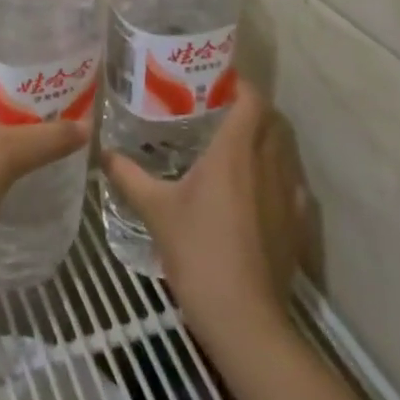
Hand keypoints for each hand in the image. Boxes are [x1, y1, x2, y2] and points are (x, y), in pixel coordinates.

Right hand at [101, 81, 305, 347]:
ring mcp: (287, 193)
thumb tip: (103, 152)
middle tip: (217, 111)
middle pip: (269, 119)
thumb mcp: (156, 211)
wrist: (244, 319)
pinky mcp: (296, 223)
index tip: (217, 80)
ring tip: (234, 147)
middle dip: (249, 109)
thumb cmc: (198, 252)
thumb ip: (129, 176)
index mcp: (236, 150)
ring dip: (264, 140)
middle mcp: (267, 162)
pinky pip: (290, 184)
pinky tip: (256, 191)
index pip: (251, 98)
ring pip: (282, 150)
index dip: (239, 84)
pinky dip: (276, 176)